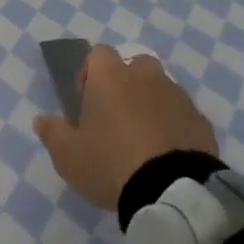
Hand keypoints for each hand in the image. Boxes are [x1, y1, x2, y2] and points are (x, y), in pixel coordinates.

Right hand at [34, 46, 217, 209]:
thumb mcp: (67, 155)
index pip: (98, 53)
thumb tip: (41, 120)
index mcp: (110, 77)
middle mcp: (146, 76)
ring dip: (149, 104)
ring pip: (160, 88)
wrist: (172, 190)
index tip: (85, 102)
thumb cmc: (110, 163)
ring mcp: (178, 96)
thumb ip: (52, 133)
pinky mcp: (201, 120)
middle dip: (123, 84)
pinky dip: (172, 125)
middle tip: (114, 118)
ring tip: (141, 139)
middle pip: (133, 66)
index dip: (88, 73)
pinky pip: (180, 114)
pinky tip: (165, 153)